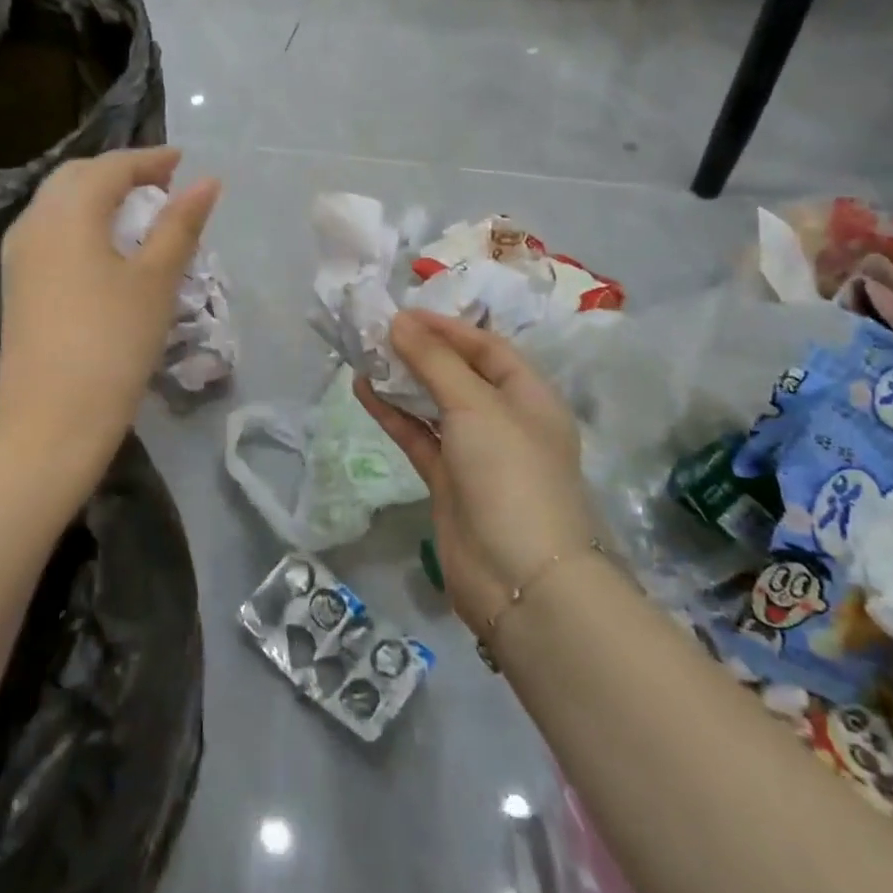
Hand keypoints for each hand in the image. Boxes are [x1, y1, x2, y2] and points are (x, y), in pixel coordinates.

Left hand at [0, 148, 220, 469]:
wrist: (50, 420)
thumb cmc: (112, 342)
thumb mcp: (156, 280)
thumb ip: (180, 225)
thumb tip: (207, 182)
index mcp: (68, 212)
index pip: (111, 167)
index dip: (150, 159)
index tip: (182, 161)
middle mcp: (35, 221)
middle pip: (78, 177)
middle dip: (121, 172)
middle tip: (163, 185)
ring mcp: (19, 254)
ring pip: (60, 202)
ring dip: (99, 196)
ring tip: (140, 213)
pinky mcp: (18, 283)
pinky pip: (51, 230)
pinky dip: (82, 222)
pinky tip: (107, 247)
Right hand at [356, 310, 596, 637]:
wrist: (521, 580)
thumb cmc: (511, 474)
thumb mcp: (476, 405)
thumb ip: (435, 361)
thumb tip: (399, 321)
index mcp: (529, 395)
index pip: (486, 347)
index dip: (446, 327)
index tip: (403, 313)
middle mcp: (505, 418)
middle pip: (459, 373)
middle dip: (420, 351)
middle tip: (376, 331)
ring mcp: (476, 452)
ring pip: (434, 404)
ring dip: (403, 380)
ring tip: (364, 355)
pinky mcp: (449, 480)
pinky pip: (418, 436)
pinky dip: (394, 414)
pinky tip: (365, 391)